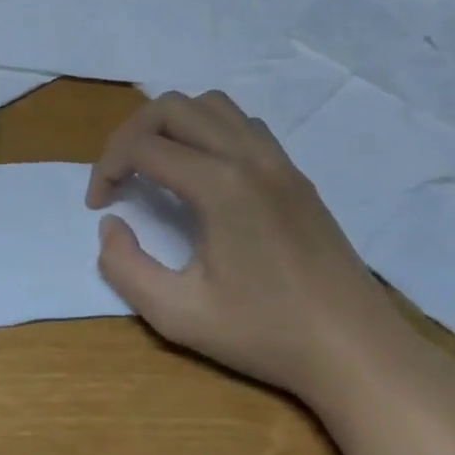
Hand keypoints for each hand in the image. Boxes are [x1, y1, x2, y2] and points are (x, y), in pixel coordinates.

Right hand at [86, 91, 404, 400]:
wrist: (355, 349)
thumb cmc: (266, 334)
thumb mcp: (178, 315)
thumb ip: (125, 267)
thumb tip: (111, 224)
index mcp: (219, 185)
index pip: (142, 145)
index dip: (107, 166)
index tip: (99, 203)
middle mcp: (248, 156)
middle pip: (172, 107)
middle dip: (131, 133)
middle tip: (119, 176)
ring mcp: (278, 160)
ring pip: (211, 104)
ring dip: (172, 124)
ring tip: (156, 165)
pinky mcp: (295, 173)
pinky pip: (243, 124)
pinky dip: (209, 130)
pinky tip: (204, 172)